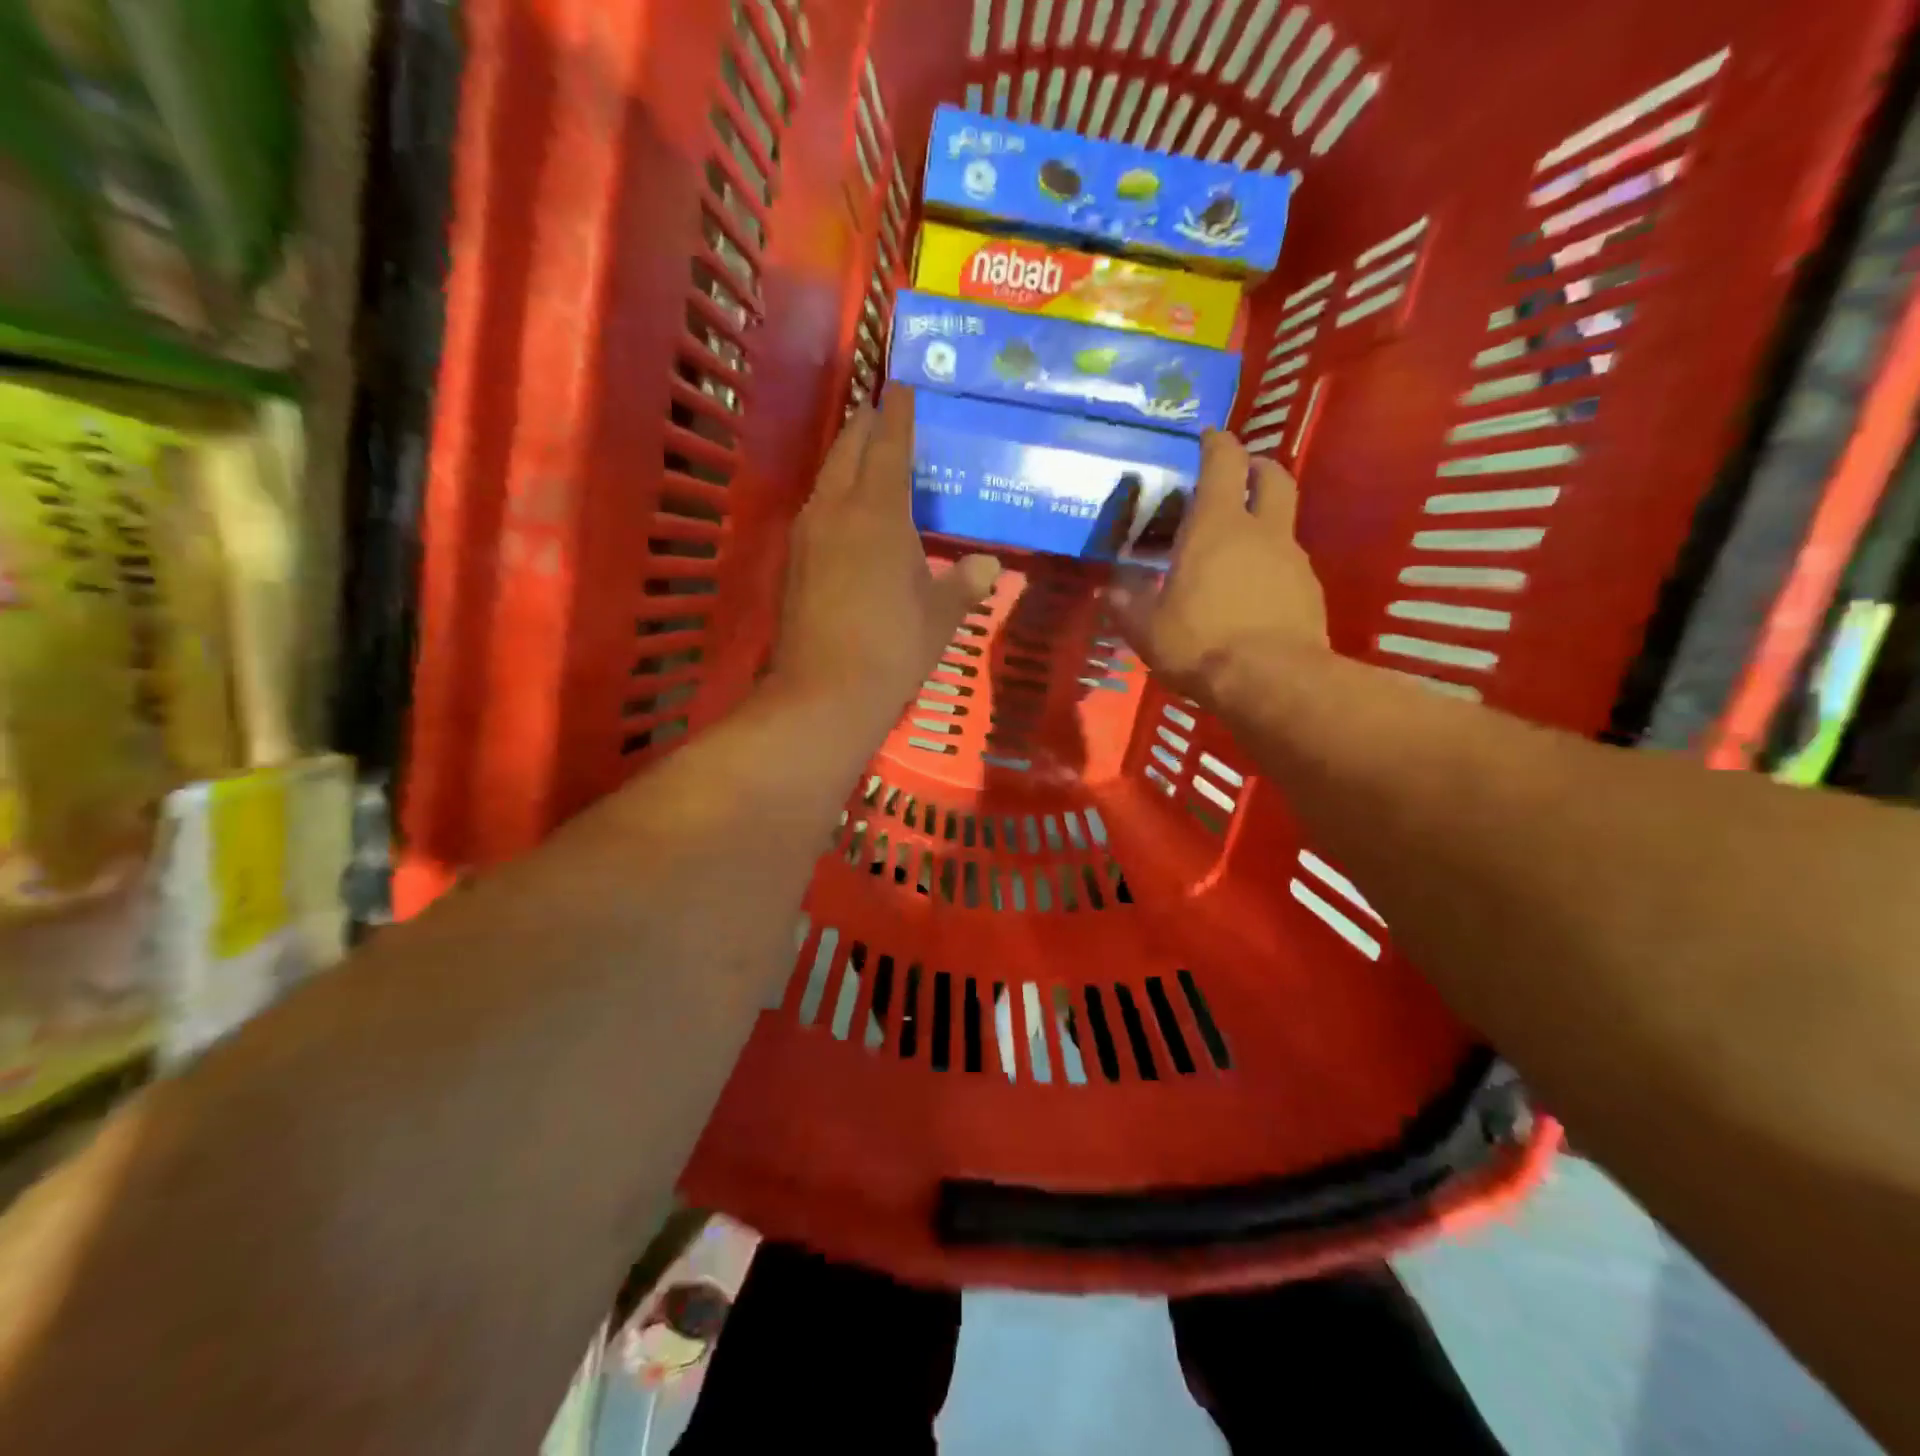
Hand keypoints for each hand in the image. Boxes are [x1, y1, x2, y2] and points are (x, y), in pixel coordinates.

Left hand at [771, 387, 1000, 731]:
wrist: (824, 692)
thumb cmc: (892, 646)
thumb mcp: (939, 615)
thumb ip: (963, 584)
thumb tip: (988, 566)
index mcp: (878, 511)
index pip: (888, 445)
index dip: (898, 414)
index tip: (902, 388)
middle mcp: (835, 509)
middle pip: (847, 450)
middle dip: (864, 426)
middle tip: (882, 412)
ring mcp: (806, 534)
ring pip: (826, 479)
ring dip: (845, 460)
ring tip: (865, 457)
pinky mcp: (792, 562)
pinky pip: (816, 511)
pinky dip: (834, 497)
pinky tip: (846, 515)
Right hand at [1106, 431, 1327, 710]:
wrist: (1272, 683)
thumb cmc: (1200, 643)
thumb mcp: (1147, 629)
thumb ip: (1128, 606)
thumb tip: (1114, 594)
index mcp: (1216, 526)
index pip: (1224, 461)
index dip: (1216, 442)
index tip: (1207, 437)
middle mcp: (1262, 531)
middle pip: (1272, 476)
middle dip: (1255, 468)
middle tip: (1236, 478)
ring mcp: (1293, 560)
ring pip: (1282, 524)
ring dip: (1262, 525)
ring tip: (1233, 555)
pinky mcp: (1310, 592)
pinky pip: (1289, 566)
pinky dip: (1271, 568)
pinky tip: (1252, 597)